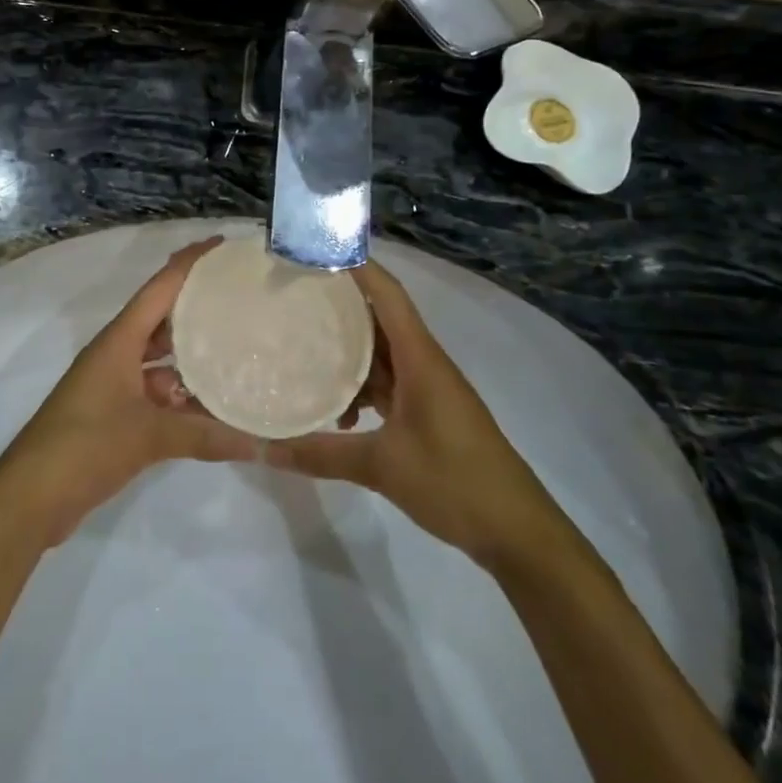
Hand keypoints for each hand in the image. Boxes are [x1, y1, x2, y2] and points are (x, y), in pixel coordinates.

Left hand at [0, 237, 255, 544]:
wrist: (30, 496)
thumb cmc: (85, 446)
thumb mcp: (148, 436)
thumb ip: (204, 435)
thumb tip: (258, 441)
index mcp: (119, 340)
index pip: (160, 287)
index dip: (189, 263)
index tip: (221, 245)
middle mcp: (116, 353)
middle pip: (162, 318)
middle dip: (197, 307)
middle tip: (239, 300)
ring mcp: (113, 384)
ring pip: (160, 359)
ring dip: (192, 357)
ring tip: (237, 351)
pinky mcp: (114, 413)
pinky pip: (154, 392)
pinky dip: (181, 396)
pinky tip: (212, 407)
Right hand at [268, 261, 574, 566]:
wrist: (518, 532)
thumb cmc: (455, 482)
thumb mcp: (382, 467)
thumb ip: (321, 454)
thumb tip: (264, 449)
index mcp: (420, 357)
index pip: (386, 293)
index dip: (355, 265)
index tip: (315, 250)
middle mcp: (424, 361)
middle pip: (380, 317)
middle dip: (340, 304)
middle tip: (294, 295)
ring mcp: (428, 387)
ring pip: (382, 352)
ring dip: (349, 351)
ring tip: (304, 350)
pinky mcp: (429, 412)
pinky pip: (389, 382)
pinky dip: (362, 387)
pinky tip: (337, 413)